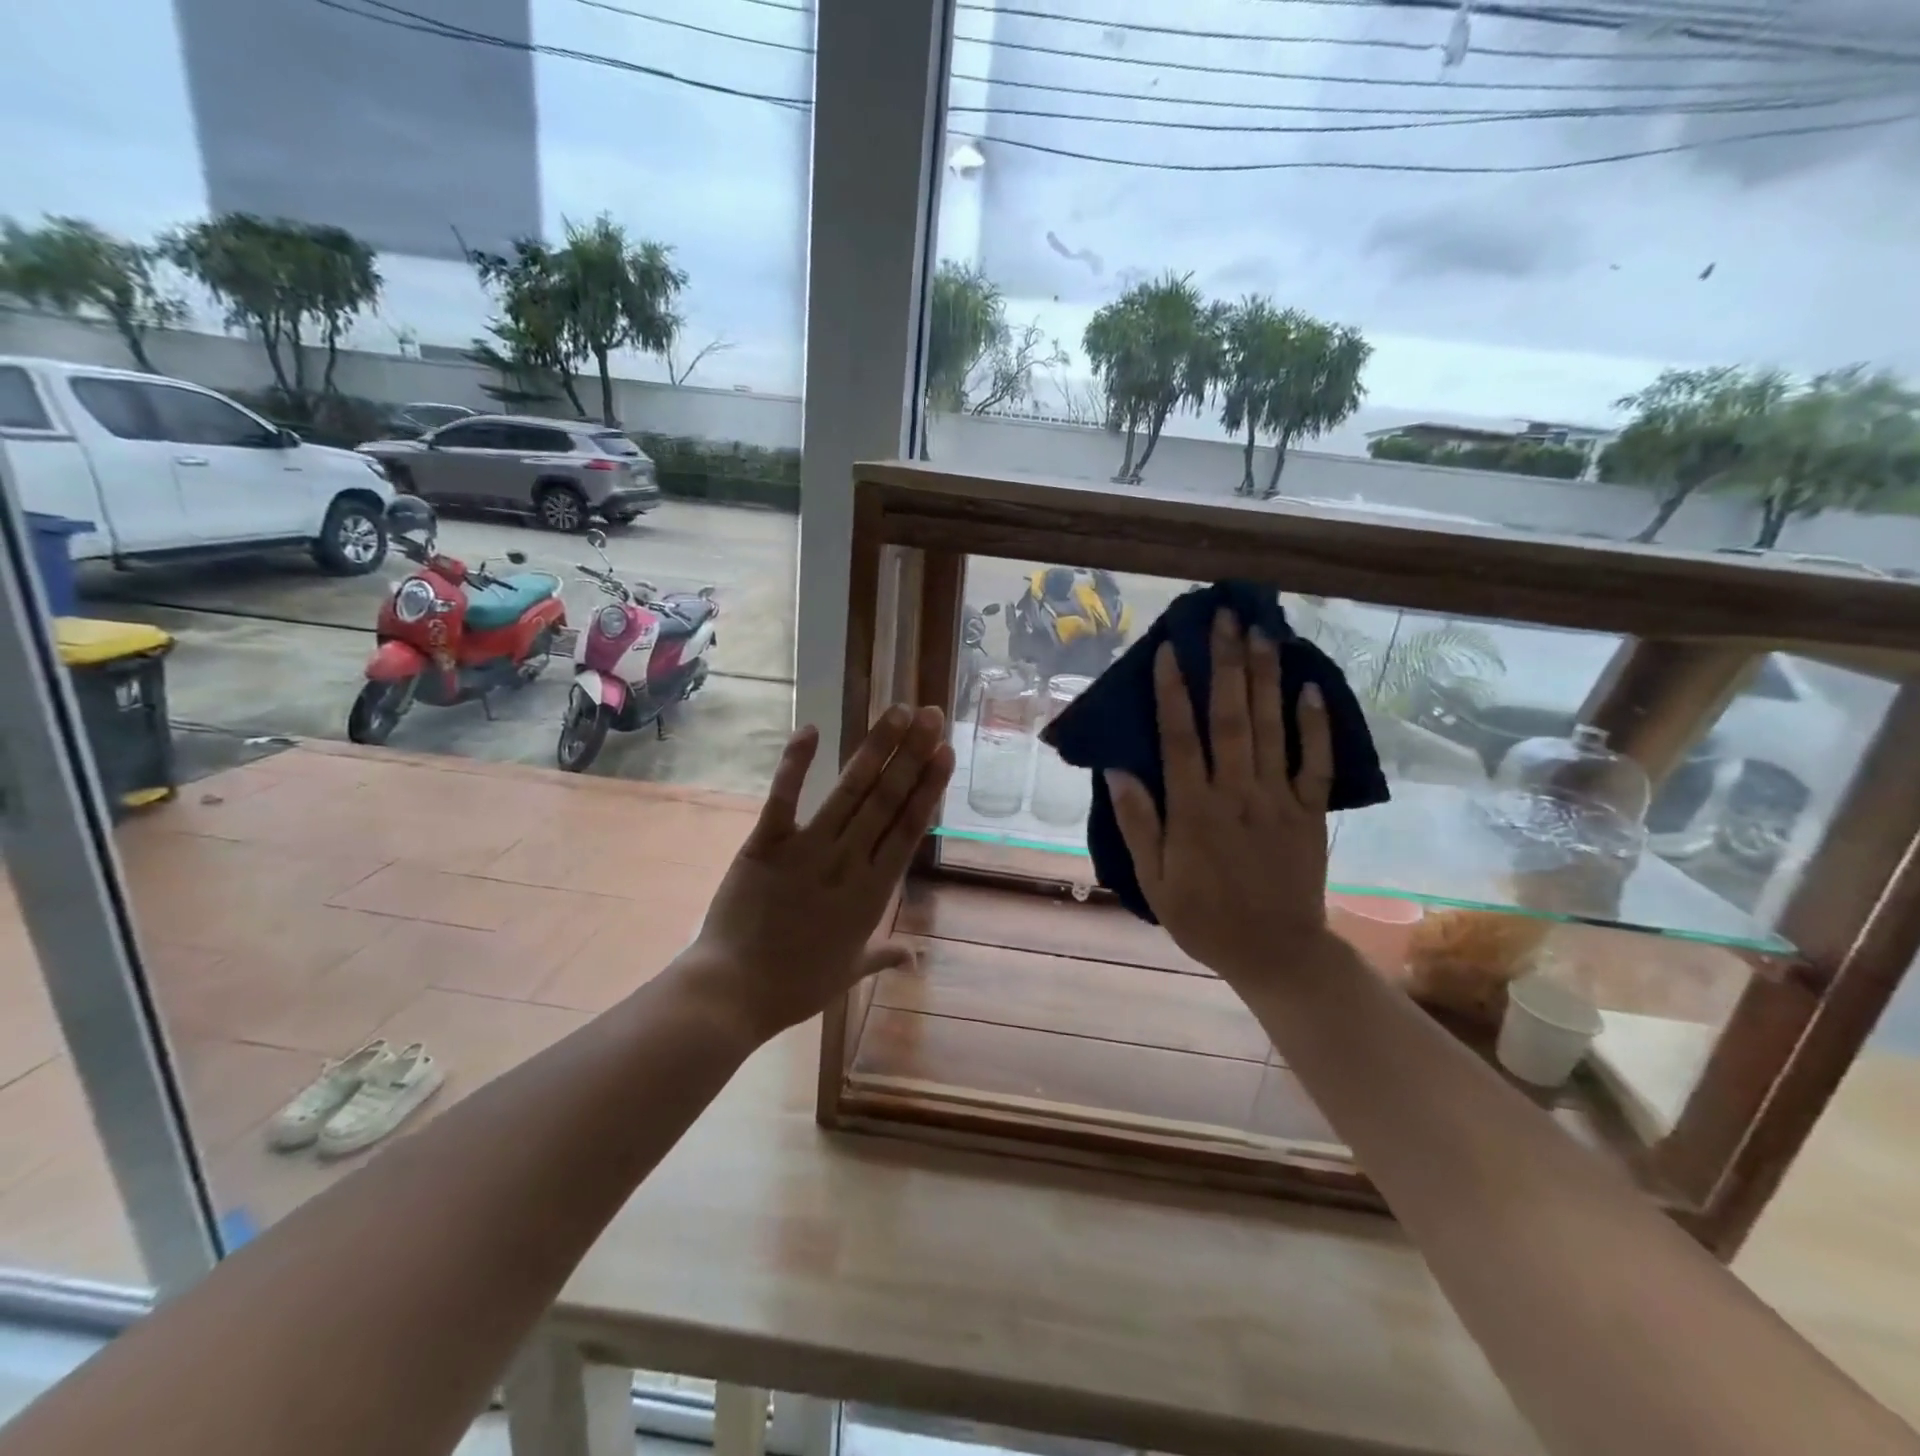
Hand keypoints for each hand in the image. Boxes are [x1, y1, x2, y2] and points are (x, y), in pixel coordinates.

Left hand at [685, 705, 954, 1040]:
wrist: (735, 993)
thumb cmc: (796, 986)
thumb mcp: (849, 971)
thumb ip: (883, 955)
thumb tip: (914, 956)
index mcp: (873, 891)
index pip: (909, 827)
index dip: (929, 786)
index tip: (945, 752)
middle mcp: (849, 861)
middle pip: (888, 798)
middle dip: (912, 753)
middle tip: (931, 714)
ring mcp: (808, 849)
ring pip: (850, 790)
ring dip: (875, 748)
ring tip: (898, 711)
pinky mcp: (766, 844)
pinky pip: (784, 797)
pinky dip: (794, 763)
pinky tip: (810, 729)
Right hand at [1107, 610, 1337, 987]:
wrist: (1276, 952)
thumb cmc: (1204, 917)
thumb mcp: (1155, 879)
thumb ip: (1139, 823)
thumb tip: (1117, 770)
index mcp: (1195, 810)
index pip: (1180, 738)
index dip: (1174, 691)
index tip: (1170, 648)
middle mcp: (1237, 793)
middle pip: (1231, 718)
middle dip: (1226, 664)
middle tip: (1224, 617)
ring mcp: (1279, 799)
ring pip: (1272, 728)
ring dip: (1266, 678)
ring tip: (1261, 632)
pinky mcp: (1310, 812)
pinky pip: (1317, 762)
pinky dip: (1317, 724)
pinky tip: (1311, 687)